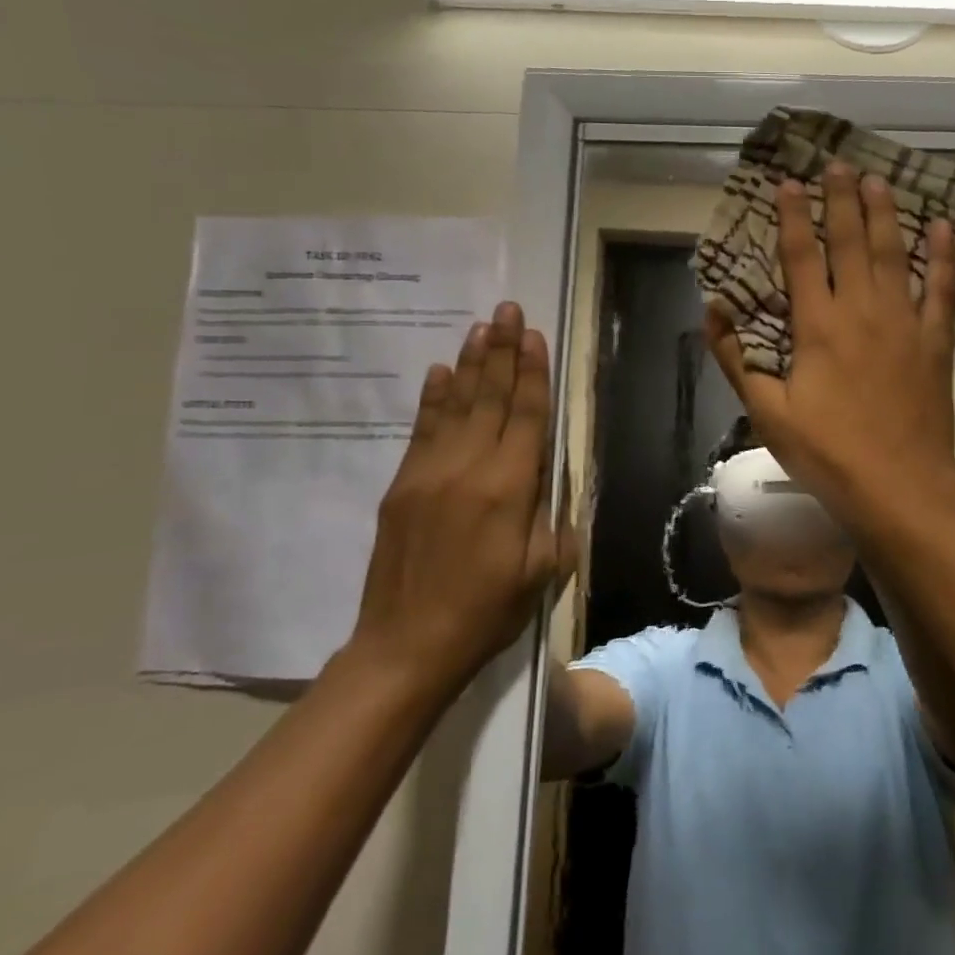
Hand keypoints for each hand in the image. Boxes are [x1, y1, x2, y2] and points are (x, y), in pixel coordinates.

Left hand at [350, 302, 576, 687]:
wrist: (406, 645)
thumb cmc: (486, 611)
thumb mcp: (543, 571)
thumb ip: (552, 517)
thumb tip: (549, 478)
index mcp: (510, 487)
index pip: (527, 414)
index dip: (533, 372)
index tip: (535, 335)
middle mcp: (470, 467)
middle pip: (491, 396)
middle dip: (503, 350)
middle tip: (508, 309)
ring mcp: (429, 472)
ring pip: (456, 404)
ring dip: (471, 363)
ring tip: (481, 326)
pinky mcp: (402, 484)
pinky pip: (422, 429)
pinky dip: (434, 397)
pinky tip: (441, 371)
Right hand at [706, 162, 954, 527]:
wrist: (899, 484)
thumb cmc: (827, 452)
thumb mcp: (767, 412)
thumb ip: (737, 359)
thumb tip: (713, 311)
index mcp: (818, 326)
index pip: (800, 257)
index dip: (791, 217)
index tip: (788, 183)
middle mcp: (862, 310)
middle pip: (850, 242)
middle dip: (841, 199)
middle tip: (837, 164)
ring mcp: (904, 322)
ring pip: (894, 254)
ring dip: (885, 214)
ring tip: (878, 180)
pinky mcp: (935, 341)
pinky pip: (942, 289)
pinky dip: (943, 257)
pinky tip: (944, 228)